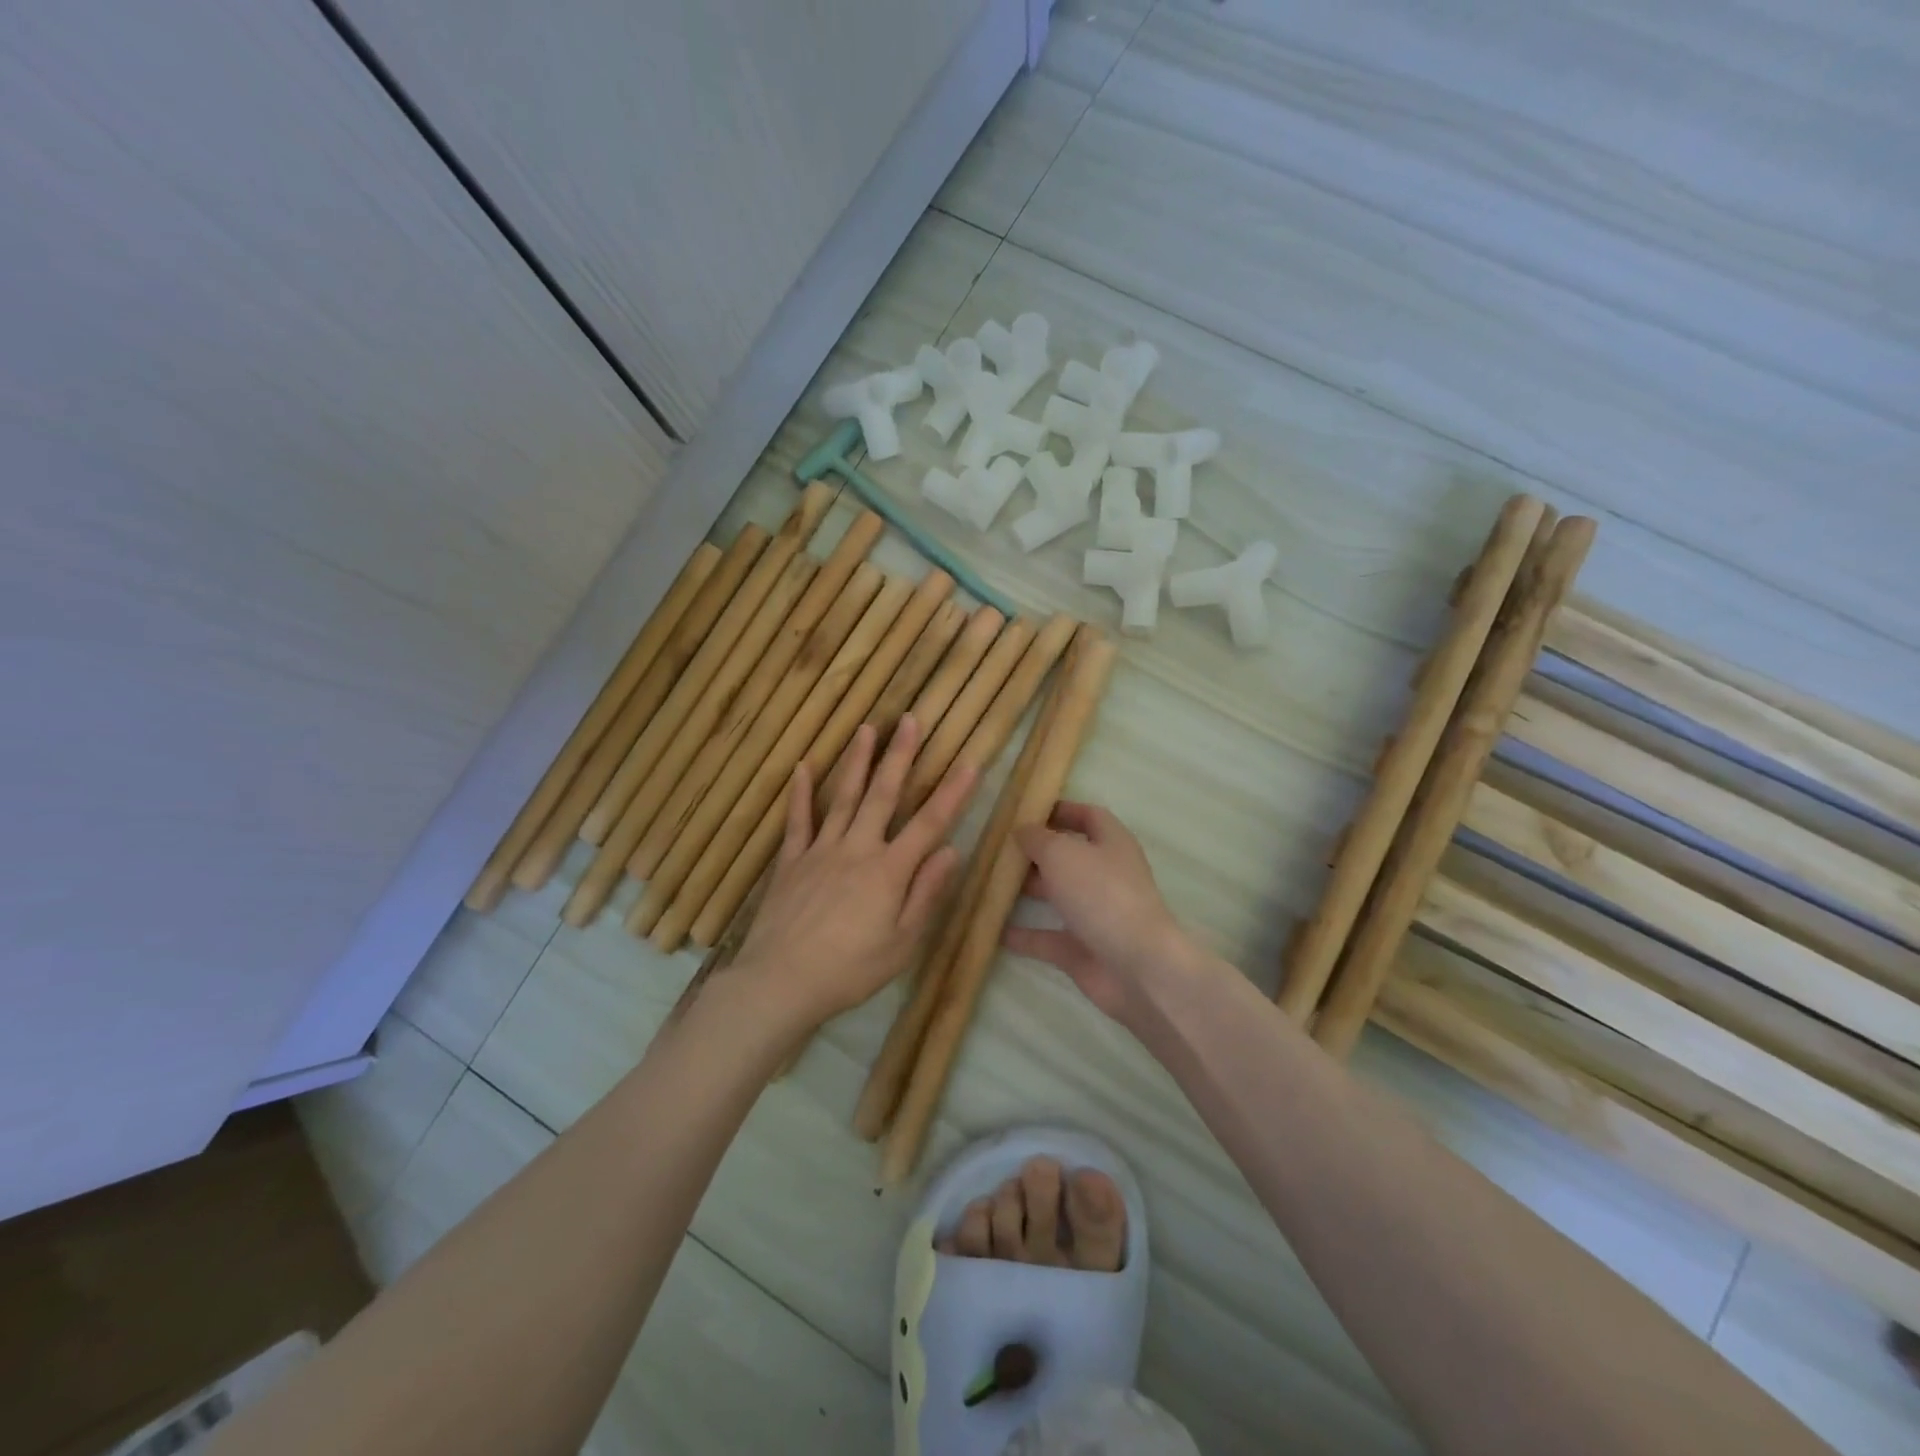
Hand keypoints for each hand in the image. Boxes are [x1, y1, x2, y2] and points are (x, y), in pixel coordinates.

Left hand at [733, 716, 975, 1027]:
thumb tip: (951, 851)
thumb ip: (926, 894)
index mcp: (889, 871)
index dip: (952, 792)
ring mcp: (820, 851)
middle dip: (900, 756)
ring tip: (866, 728)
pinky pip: (797, 821)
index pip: (929, 824)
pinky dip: (800, 793)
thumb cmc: (850, 970)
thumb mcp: (902, 943)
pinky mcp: (790, 861)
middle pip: (883, 795)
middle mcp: (857, 849)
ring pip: (843, 797)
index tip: (969, 761)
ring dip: (857, 761)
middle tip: (909, 719)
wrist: (781, 982)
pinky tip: (803, 766)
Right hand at [1003, 802, 1197, 1030]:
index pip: (1089, 817)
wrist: (1137, 968)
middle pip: (1069, 857)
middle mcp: (1106, 876)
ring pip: (1058, 896)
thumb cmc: (1102, 895)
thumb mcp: (1062, 854)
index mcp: (1112, 844)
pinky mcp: (1083, 950)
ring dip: (1028, 890)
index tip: (1028, 811)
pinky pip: (1048, 938)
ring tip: (990, 882)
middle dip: (1036, 852)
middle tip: (999, 848)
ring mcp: (1096, 915)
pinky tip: (994, 930)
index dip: (1062, 810)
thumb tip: (1022, 830)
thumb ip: (1037, 839)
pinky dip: (1024, 935)